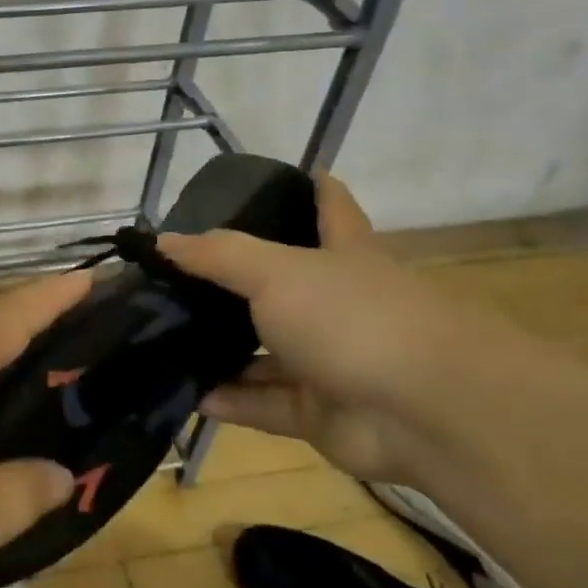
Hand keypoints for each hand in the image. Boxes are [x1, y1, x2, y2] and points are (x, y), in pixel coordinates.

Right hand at [157, 175, 460, 482]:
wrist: (425, 412)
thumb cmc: (353, 318)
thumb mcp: (277, 271)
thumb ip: (218, 254)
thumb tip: (162, 241)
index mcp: (343, 255)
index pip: (331, 208)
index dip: (312, 188)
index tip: (285, 175)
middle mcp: (336, 305)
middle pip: (282, 286)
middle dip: (235, 283)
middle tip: (175, 277)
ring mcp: (329, 361)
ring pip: (265, 352)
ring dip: (222, 350)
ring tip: (164, 339)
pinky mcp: (319, 412)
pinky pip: (263, 402)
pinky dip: (228, 399)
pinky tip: (186, 393)